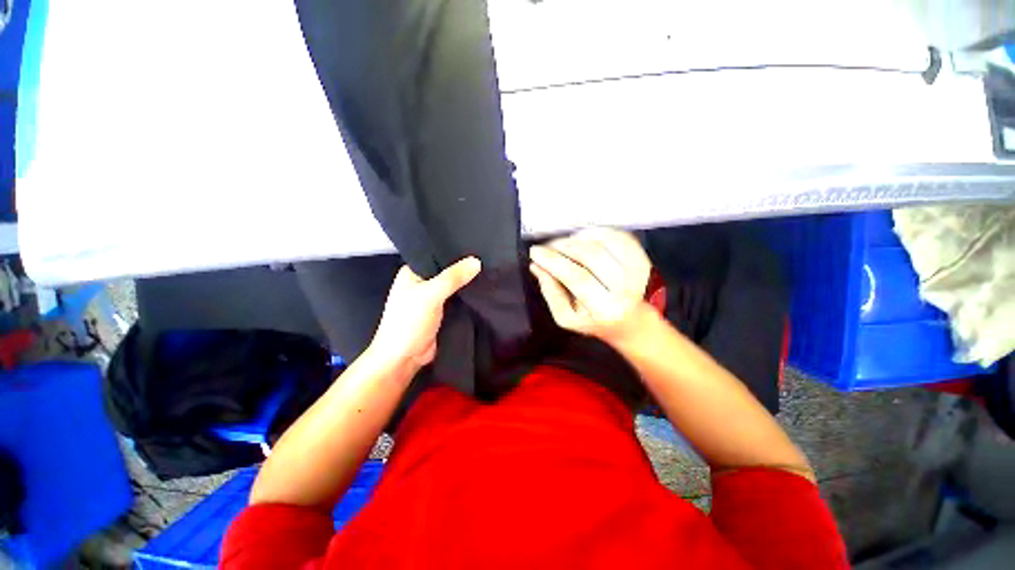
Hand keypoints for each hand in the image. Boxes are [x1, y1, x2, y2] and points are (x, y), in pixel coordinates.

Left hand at [369, 257, 481, 371]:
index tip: (477, 245)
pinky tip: (484, 289)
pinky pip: (458, 299)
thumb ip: (452, 278)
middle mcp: (423, 282)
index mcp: (413, 272)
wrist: (404, 359)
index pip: (437, 255)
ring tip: (490, 270)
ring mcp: (433, 298)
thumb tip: (477, 261)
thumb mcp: (430, 295)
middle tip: (488, 258)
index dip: (455, 251)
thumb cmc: (409, 322)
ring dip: (467, 282)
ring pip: (454, 286)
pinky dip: (468, 296)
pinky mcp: (443, 312)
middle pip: (447, 271)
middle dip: (464, 267)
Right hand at [529, 228, 651, 344]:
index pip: (577, 277)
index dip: (553, 261)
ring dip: (577, 237)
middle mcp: (626, 287)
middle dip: (563, 245)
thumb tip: (537, 267)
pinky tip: (581, 240)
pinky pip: (616, 235)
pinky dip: (594, 232)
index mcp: (606, 309)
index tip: (535, 252)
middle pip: (591, 254)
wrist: (632, 322)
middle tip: (546, 246)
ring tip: (562, 245)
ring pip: (604, 240)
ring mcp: (638, 270)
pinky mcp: (641, 257)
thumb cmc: (596, 321)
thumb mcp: (567, 317)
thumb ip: (551, 293)